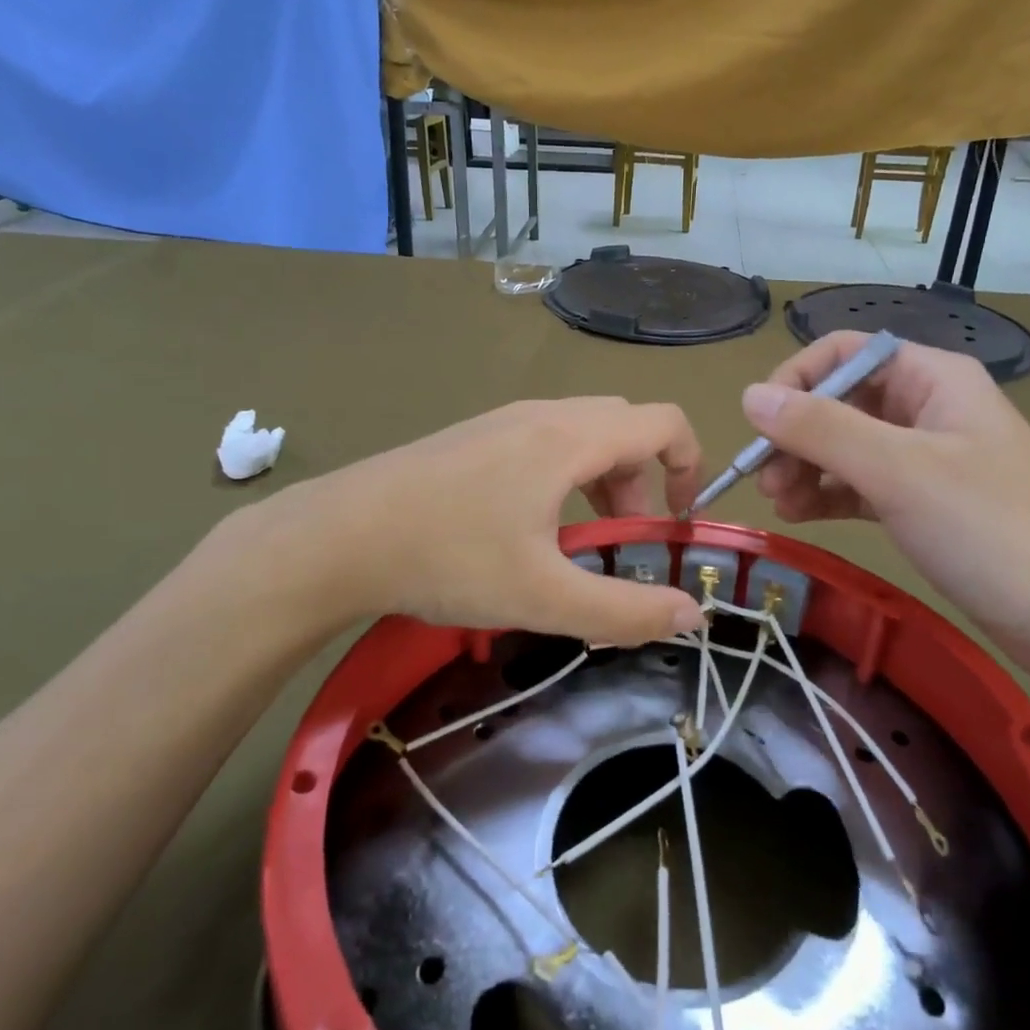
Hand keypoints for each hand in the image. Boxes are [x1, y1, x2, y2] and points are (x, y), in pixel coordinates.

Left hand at [218, 399, 707, 647]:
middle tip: (623, 544)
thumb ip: (625, 611)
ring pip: (582, 435)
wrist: (338, 536)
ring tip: (578, 544)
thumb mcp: (544, 597)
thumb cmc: (449, 559)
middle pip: (624, 429)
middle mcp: (542, 415)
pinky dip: (565, 477)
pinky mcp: (473, 437)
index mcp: (570, 438)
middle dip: (643, 484)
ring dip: (602, 483)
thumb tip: (691, 613)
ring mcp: (502, 421)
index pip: (663, 422)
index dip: (690, 464)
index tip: (680, 521)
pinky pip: (543, 442)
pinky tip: (528, 530)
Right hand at [744, 333, 1029, 694]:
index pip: (844, 354)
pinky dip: (828, 496)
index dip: (795, 381)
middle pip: (840, 401)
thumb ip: (821, 429)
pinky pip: (861, 486)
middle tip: (766, 480)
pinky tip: (800, 516)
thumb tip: (749, 396)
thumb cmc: (994, 531)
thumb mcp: (899, 471)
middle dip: (796, 435)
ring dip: (806, 468)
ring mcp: (928, 459)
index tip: (760, 427)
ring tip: (780, 505)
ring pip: (846, 446)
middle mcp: (927, 409)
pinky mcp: (926, 505)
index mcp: (931, 379)